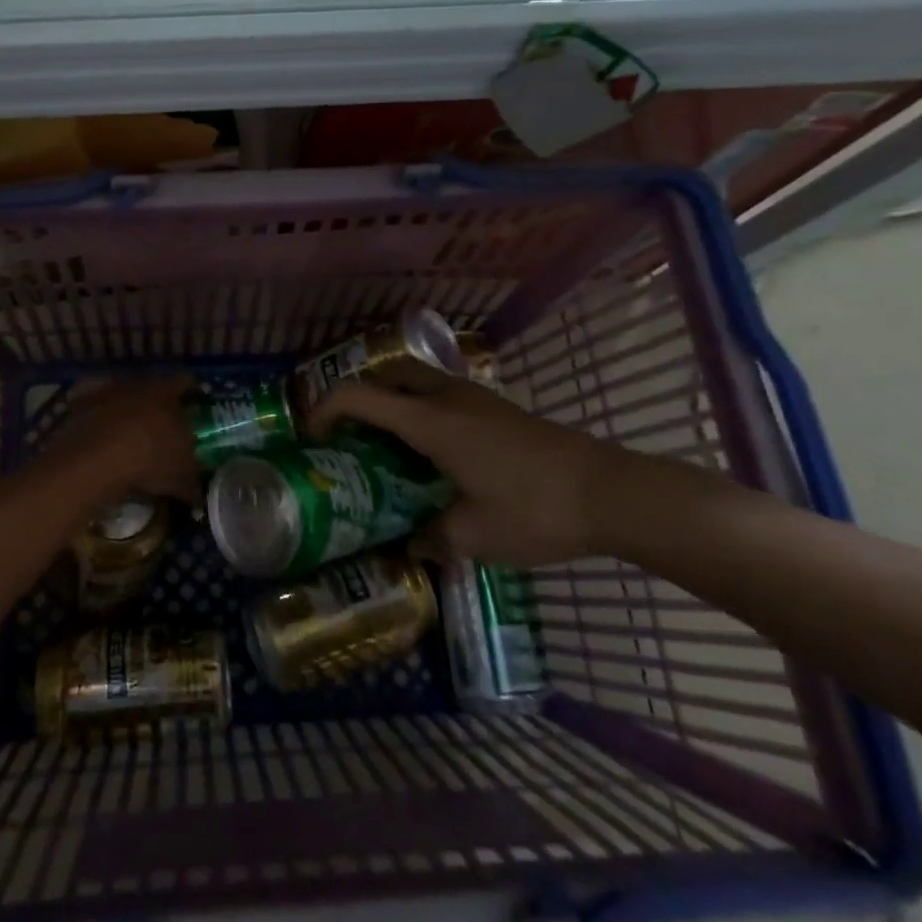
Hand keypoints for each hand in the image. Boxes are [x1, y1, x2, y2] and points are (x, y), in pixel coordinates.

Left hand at [42, 377, 198, 508]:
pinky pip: (89, 409)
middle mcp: (136, 384)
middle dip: (156, 404)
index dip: (191, 392)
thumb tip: (198, 498)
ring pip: (119, 396)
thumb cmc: (151, 459)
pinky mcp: (77, 405)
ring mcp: (104, 392)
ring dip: (124, 411)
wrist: (97, 458)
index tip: (195, 404)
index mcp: (166, 393)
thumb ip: (192, 484)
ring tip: (127, 436)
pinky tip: (98, 439)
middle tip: (162, 426)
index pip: (184, 381)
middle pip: (150, 388)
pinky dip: (94, 420)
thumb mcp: (181, 477)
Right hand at [305, 366, 631, 566]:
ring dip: (392, 402)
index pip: (359, 396)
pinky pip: (441, 395)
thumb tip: (411, 546)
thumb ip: (432, 540)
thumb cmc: (535, 510)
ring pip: (416, 381)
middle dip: (358, 397)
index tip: (311, 438)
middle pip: (386, 375)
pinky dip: (421, 411)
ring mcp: (475, 398)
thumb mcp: (475, 536)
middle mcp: (447, 398)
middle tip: (348, 436)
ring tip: (386, 447)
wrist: (611, 492)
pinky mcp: (497, 409)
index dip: (324, 409)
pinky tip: (432, 455)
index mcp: (430, 421)